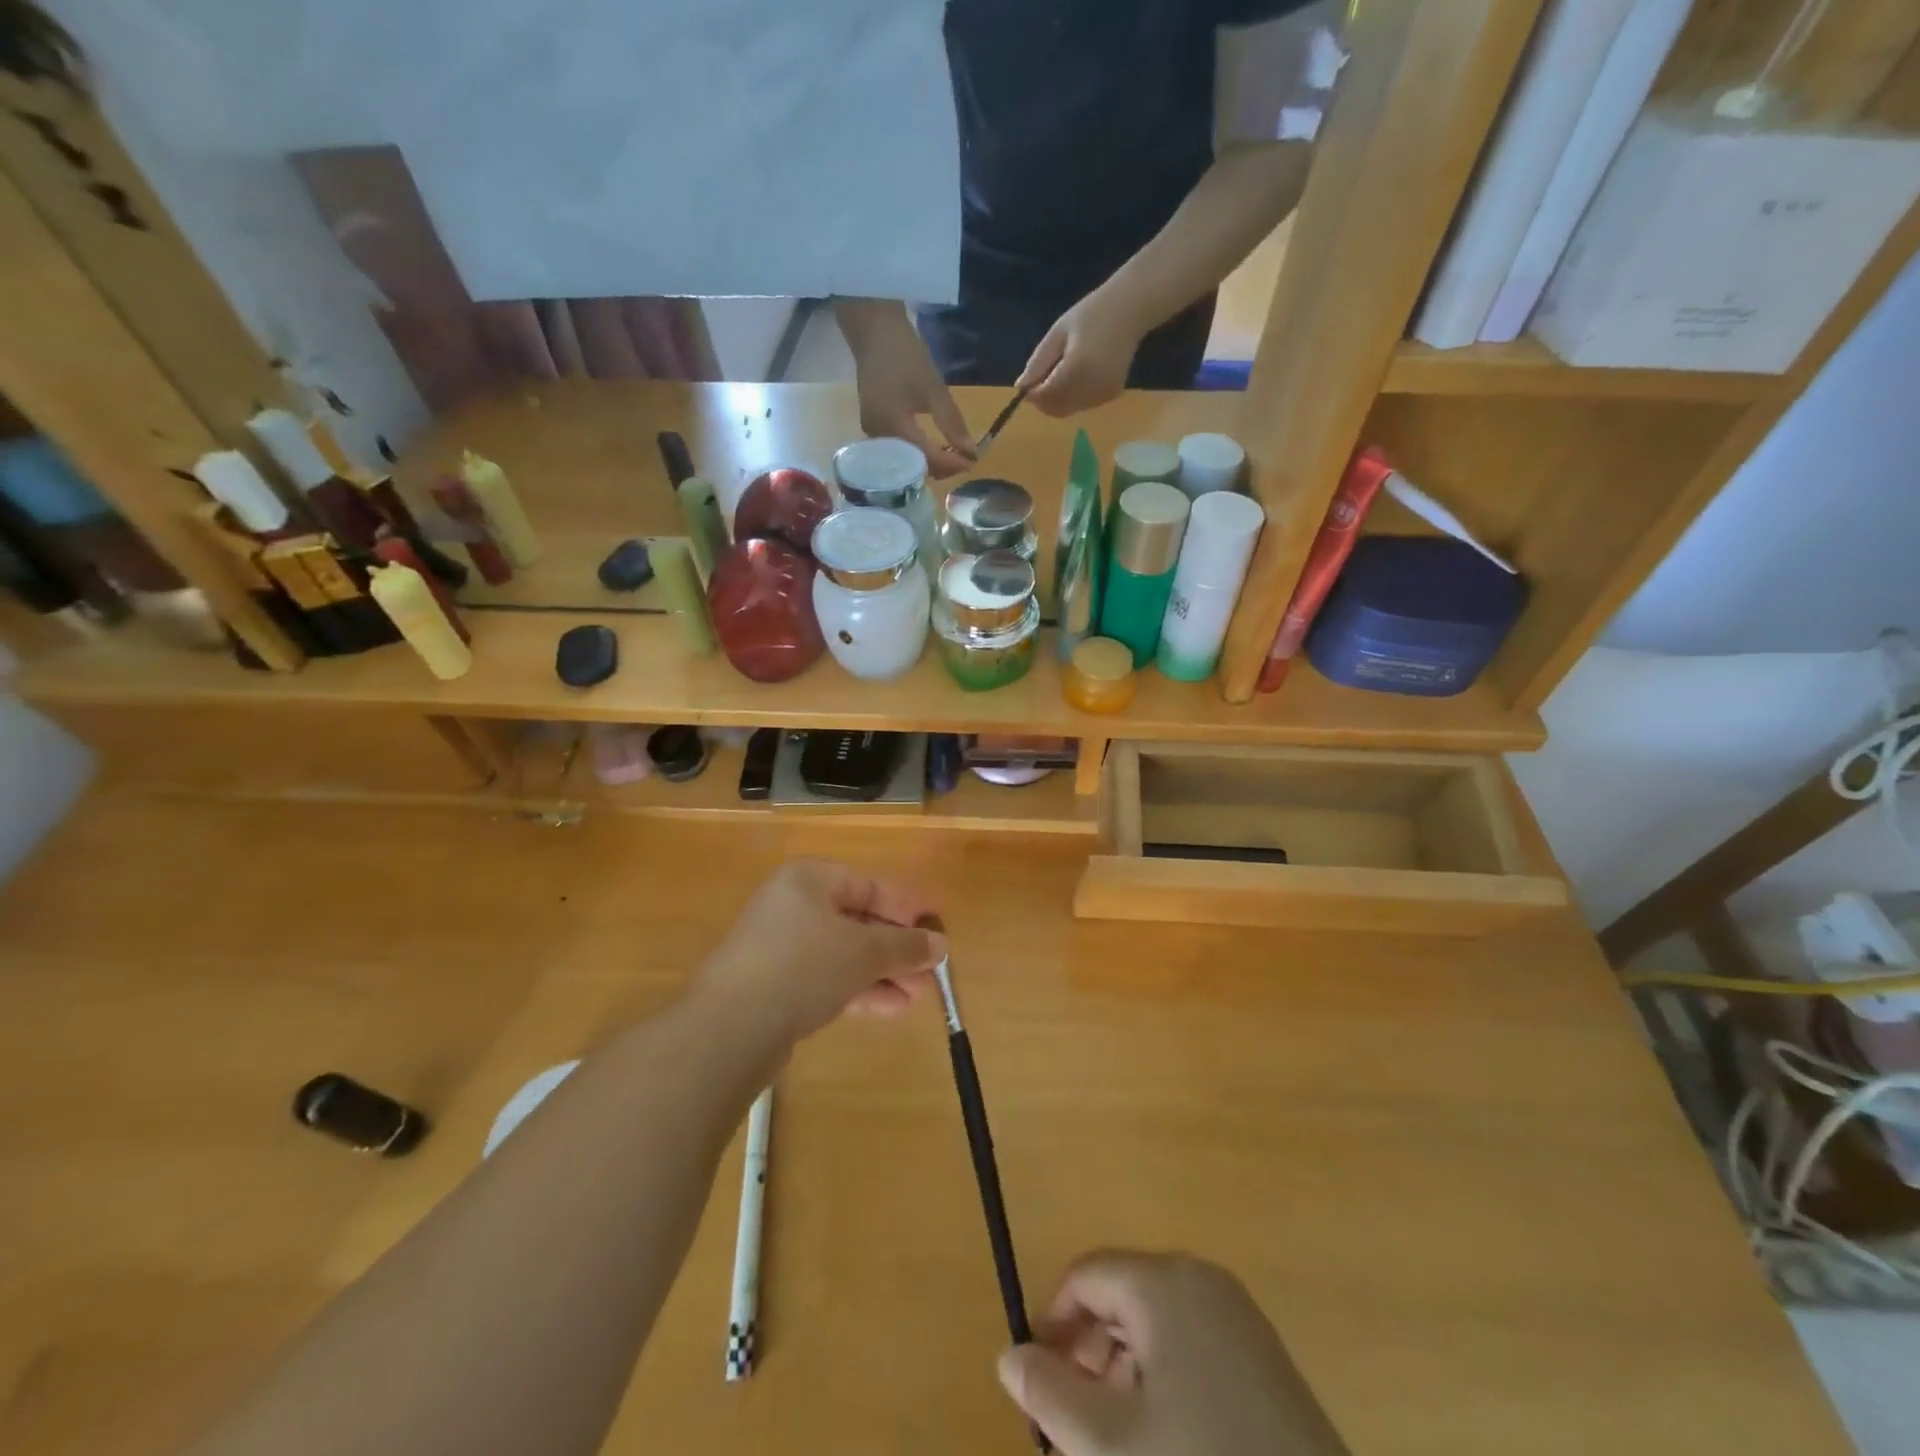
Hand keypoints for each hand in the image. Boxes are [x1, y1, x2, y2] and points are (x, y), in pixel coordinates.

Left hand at [692, 860, 947, 1044]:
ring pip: (844, 953)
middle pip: (858, 921)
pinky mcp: (774, 984)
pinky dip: (857, 989)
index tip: (937, 933)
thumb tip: (940, 944)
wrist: (729, 1028)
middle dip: (897, 949)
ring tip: (917, 997)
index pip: (870, 885)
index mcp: (809, 880)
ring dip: (882, 973)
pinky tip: (890, 1009)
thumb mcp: (863, 952)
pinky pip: (826, 977)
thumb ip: (905, 945)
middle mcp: (792, 905)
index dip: (907, 909)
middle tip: (930, 973)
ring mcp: (780, 946)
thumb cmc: (803, 967)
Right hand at [834, 299, 975, 477]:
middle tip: (964, 461)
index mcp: (893, 427)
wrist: (873, 331)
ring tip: (951, 456)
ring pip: (905, 462)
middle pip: (913, 467)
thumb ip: (952, 423)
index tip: (972, 463)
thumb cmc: (905, 355)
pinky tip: (932, 448)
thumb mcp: (933, 389)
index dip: (951, 464)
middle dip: (940, 468)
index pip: (926, 459)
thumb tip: (971, 452)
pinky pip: (897, 451)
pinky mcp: (873, 428)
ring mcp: (872, 434)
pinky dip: (916, 453)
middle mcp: (878, 439)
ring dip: (929, 463)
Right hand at [998, 1252, 1348, 1455]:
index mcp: (1163, 1283)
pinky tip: (1169, 1444)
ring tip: (1119, 1444)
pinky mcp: (1265, 1358)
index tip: (1037, 1387)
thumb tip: (1009, 1356)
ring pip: (1155, 1326)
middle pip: (1120, 1296)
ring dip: (1124, 1374)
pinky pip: (1192, 1347)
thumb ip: (1051, 1395)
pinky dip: (1164, 1383)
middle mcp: (1201, 1281)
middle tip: (1075, 1428)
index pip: (1085, 1276)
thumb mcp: (1111, 1447)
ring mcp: (1239, 1317)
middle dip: (1089, 1355)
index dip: (1052, 1325)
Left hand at [1017, 289, 1147, 417]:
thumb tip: (1021, 387)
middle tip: (1040, 382)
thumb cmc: (1090, 315)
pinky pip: (1083, 405)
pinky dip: (1073, 398)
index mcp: (1077, 367)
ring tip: (1062, 374)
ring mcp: (1104, 393)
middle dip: (1043, 401)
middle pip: (1057, 408)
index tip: (1025, 386)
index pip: (1046, 395)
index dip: (1032, 395)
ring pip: (1069, 410)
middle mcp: (1092, 386)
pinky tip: (1079, 376)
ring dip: (1058, 400)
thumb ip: (1038, 362)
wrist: (1130, 310)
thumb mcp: (1057, 334)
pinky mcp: (1112, 395)